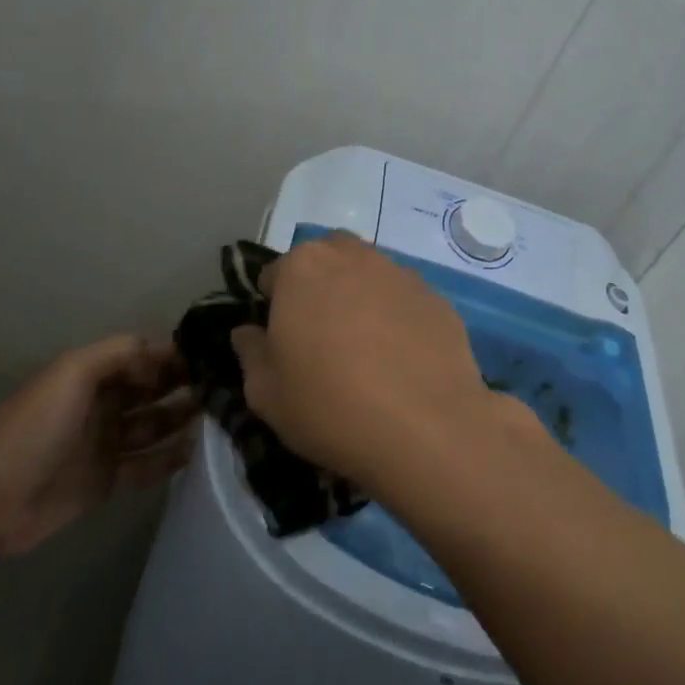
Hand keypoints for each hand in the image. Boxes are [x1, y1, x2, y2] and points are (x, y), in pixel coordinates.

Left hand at [0, 336, 196, 558]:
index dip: (171, 355)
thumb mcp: (71, 373)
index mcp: (90, 374)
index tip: (211, 356)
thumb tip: (160, 354)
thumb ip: (117, 353)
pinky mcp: (106, 480)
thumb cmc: (33, 429)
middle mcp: (100, 404)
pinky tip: (195, 452)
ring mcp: (104, 443)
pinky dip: (169, 458)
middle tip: (224, 387)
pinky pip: (146, 464)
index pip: (140, 357)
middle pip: (151, 389)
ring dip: (181, 419)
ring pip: (153, 425)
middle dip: (183, 384)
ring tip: (218, 416)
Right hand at [229, 232, 503, 487]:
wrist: (425, 428)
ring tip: (367, 351)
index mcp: (303, 267)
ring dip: (360, 299)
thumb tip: (247, 332)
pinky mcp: (437, 298)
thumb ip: (250, 353)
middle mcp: (353, 256)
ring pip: (369, 277)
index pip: (275, 274)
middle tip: (322, 339)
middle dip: (319, 288)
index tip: (282, 343)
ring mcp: (401, 274)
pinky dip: (398, 319)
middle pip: (327, 261)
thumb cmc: (329, 406)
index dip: (273, 307)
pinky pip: (405, 301)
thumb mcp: (266, 393)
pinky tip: (403, 361)